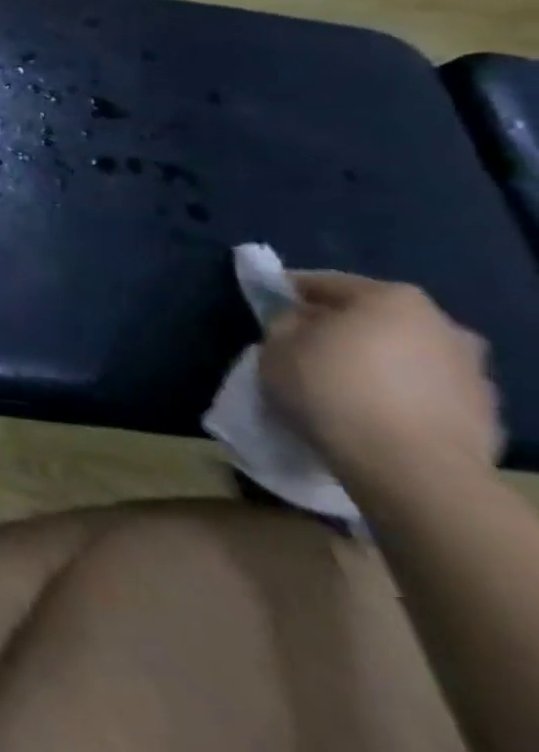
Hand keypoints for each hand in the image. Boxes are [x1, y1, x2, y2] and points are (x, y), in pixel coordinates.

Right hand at [260, 272, 501, 486]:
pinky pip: (425, 390)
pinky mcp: (484, 412)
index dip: (290, 293)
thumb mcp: (275, 346)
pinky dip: (399, 393)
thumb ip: (285, 323)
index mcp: (391, 298)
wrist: (411, 468)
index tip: (268, 307)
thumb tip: (301, 321)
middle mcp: (442, 324)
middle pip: (374, 317)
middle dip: (340, 328)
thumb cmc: (331, 390)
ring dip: (375, 361)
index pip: (325, 283)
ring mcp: (472, 370)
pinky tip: (372, 412)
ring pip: (405, 354)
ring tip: (341, 384)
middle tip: (304, 346)